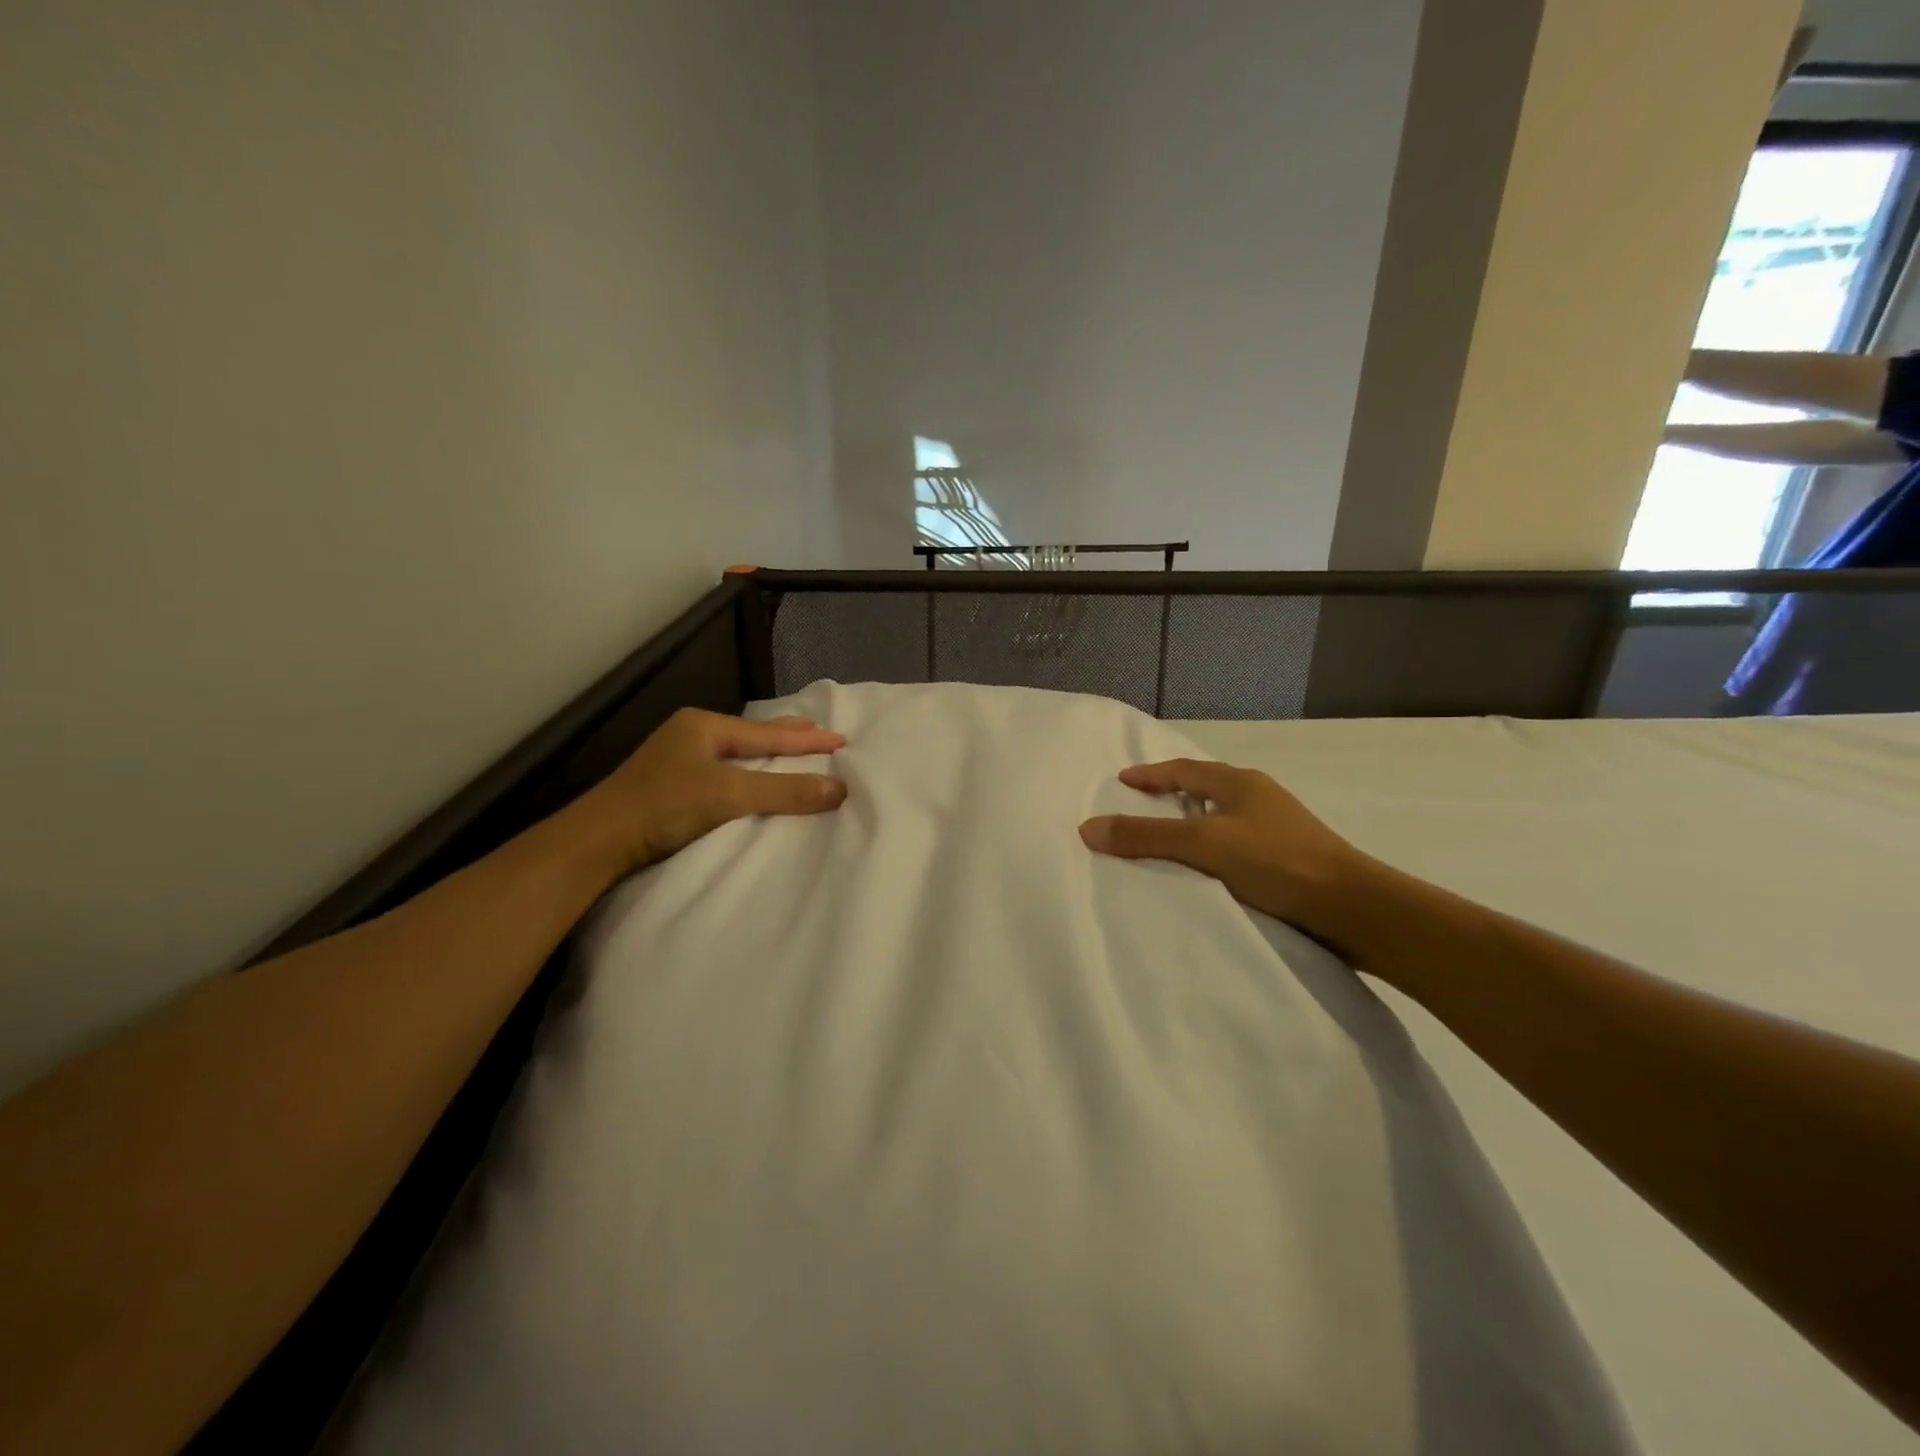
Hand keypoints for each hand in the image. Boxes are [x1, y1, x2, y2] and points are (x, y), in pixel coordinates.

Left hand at [571, 708, 845, 874]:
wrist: (597, 842)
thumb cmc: (664, 807)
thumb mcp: (728, 796)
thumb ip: (784, 791)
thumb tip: (840, 788)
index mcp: (704, 726)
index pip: (769, 734)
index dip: (808, 740)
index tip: (841, 739)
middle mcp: (692, 735)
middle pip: (753, 736)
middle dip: (788, 737)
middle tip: (820, 733)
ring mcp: (679, 760)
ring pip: (738, 753)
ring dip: (768, 755)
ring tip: (794, 750)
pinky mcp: (672, 786)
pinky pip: (725, 771)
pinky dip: (749, 773)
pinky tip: (753, 777)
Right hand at [1080, 759, 1371, 940]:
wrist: (1353, 908)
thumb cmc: (1276, 862)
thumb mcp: (1203, 844)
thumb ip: (1146, 836)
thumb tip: (1087, 828)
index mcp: (1240, 783)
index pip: (1184, 770)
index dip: (1151, 774)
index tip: (1122, 780)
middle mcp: (1260, 798)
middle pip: (1205, 788)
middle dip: (1172, 794)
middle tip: (1139, 806)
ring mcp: (1279, 828)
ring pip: (1223, 817)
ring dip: (1194, 823)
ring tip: (1166, 841)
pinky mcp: (1289, 859)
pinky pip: (1237, 844)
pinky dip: (1212, 849)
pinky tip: (1205, 871)